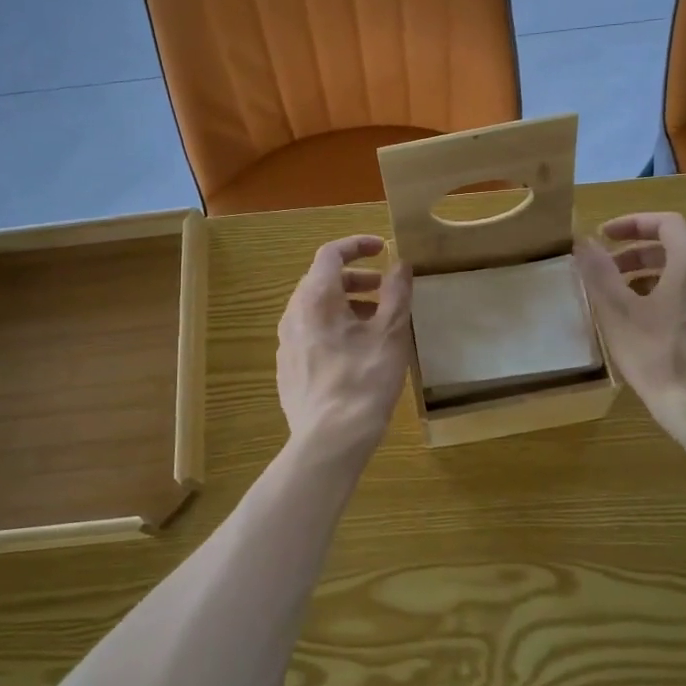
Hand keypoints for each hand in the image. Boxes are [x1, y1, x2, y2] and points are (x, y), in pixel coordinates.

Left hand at [277, 235, 414, 456]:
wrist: (330, 439)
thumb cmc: (364, 380)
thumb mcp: (391, 333)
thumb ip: (396, 293)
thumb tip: (399, 264)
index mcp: (316, 298)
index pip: (330, 254)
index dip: (357, 245)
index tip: (383, 248)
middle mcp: (293, 314)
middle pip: (321, 281)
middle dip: (355, 278)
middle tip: (384, 289)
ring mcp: (286, 342)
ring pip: (315, 309)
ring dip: (345, 304)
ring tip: (376, 322)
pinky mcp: (287, 367)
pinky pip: (310, 333)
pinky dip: (333, 327)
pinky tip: (355, 352)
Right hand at [575, 213, 685, 440]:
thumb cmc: (661, 357)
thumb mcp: (619, 314)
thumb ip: (600, 273)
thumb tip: (583, 241)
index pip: (667, 223)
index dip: (633, 224)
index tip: (604, 236)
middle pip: (678, 249)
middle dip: (638, 255)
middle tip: (608, 272)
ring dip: (654, 279)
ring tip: (625, 303)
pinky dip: (673, 300)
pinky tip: (654, 330)